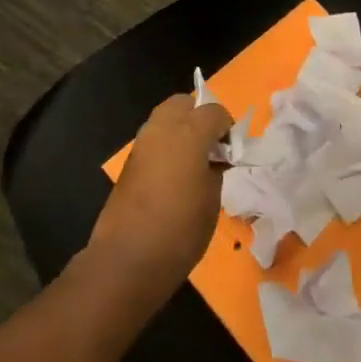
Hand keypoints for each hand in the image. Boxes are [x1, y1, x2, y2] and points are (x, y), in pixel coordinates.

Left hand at [89, 93, 231, 295]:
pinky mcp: (129, 160)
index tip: (232, 153)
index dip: (227, 128)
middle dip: (201, 117)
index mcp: (189, 132)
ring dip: (182, 128)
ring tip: (194, 161)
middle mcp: (162, 128)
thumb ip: (216, 169)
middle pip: (184, 103)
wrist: (128, 258)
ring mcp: (142, 142)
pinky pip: (154, 137)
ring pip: (165, 117)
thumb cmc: (181, 230)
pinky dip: (167, 144)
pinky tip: (175, 174)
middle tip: (212, 147)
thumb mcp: (213, 200)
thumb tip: (214, 161)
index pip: (215, 111)